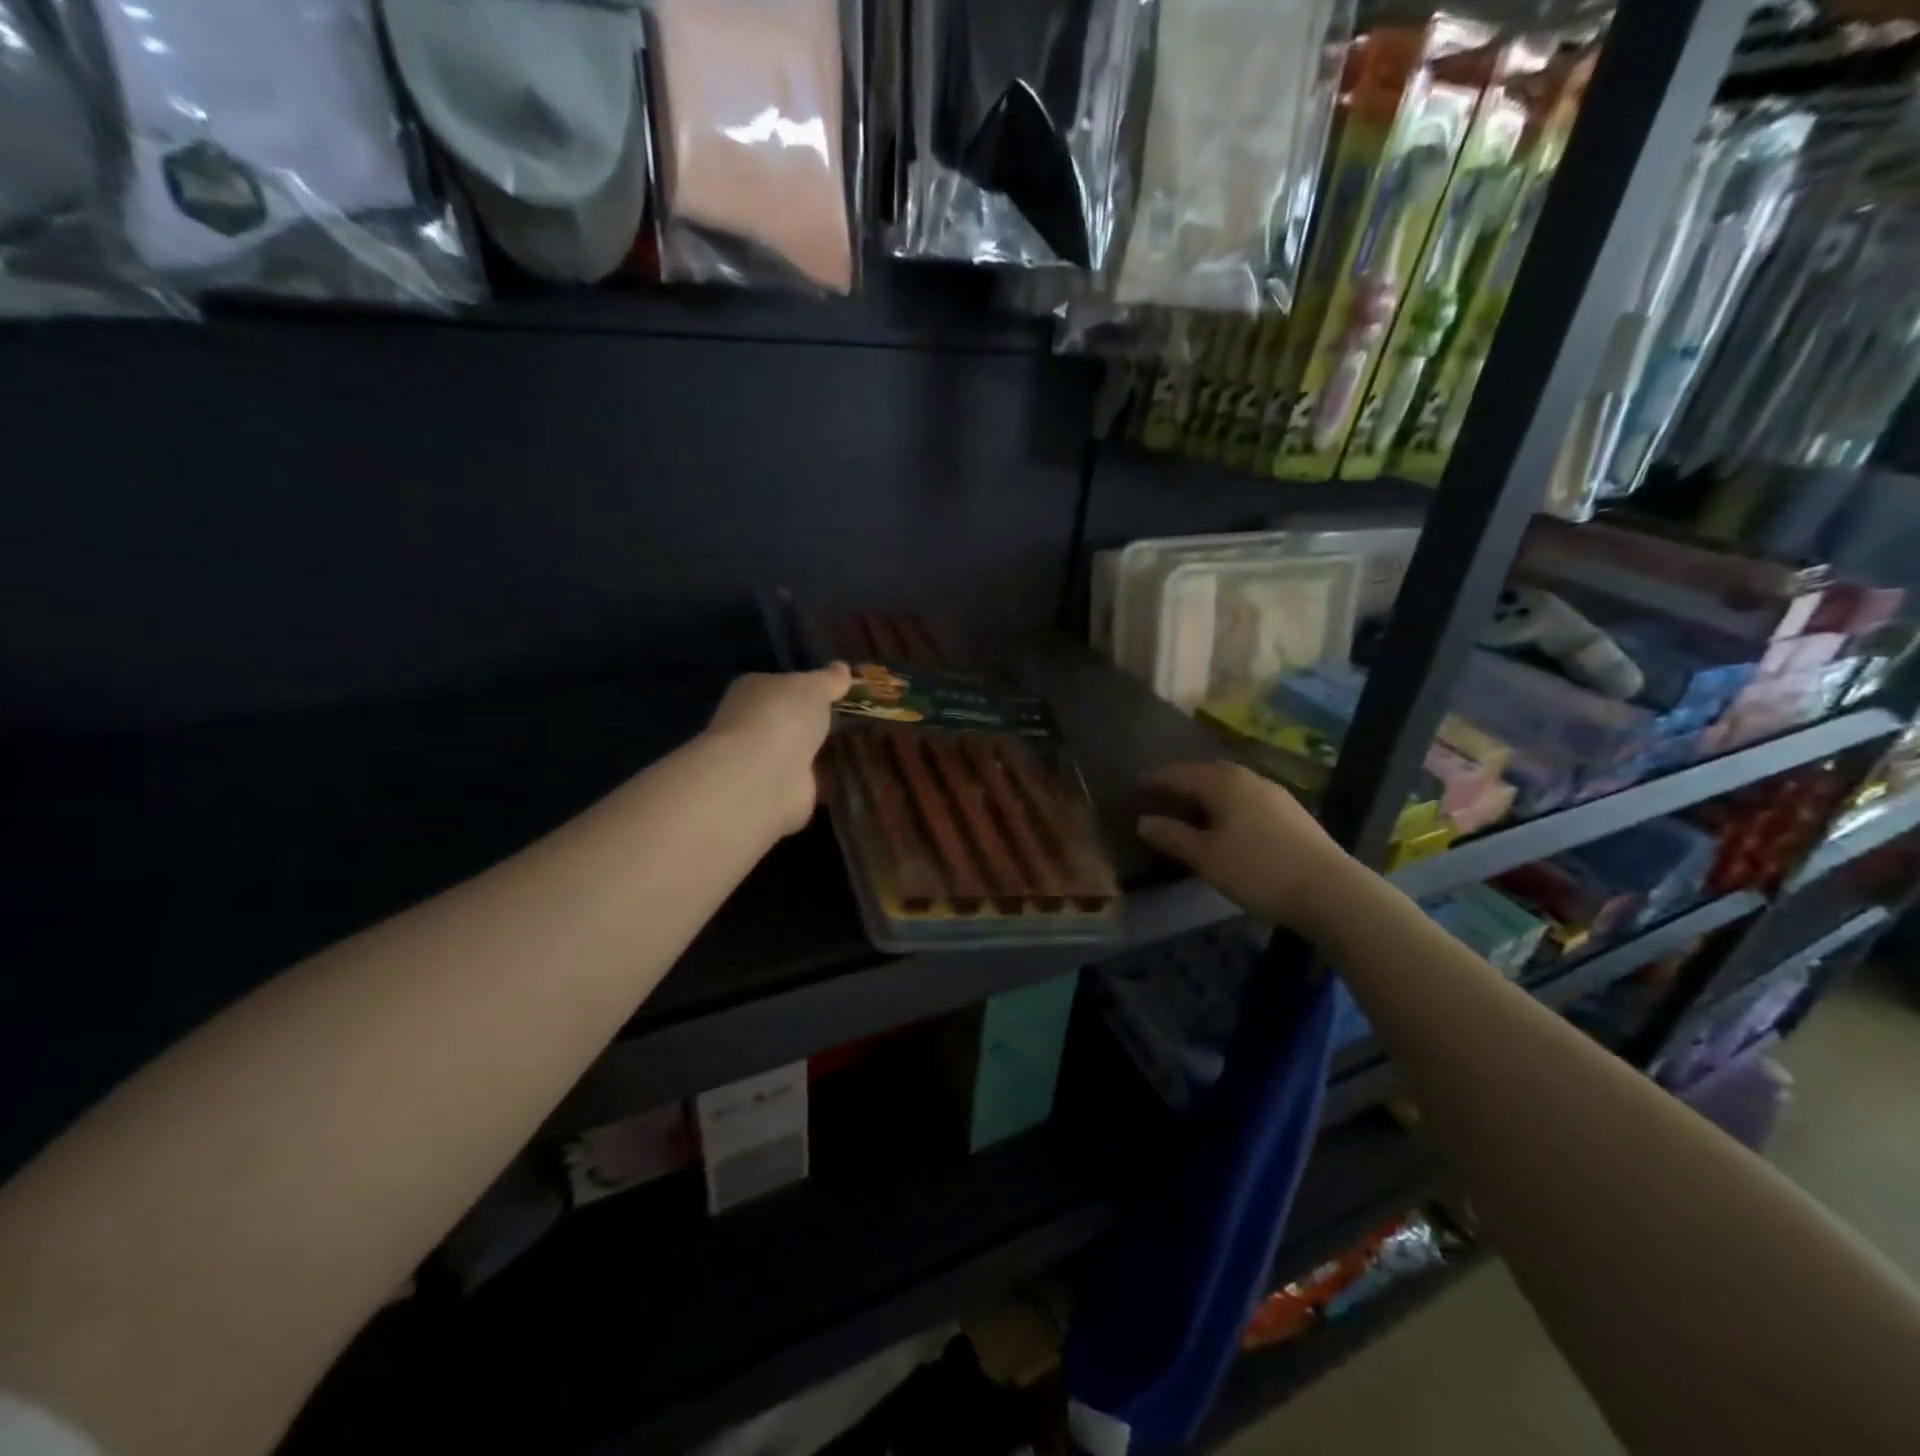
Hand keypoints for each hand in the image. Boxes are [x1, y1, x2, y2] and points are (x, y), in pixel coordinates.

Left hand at [706, 664, 851, 834]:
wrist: (762, 776)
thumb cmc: (782, 716)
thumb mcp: (814, 687)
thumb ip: (829, 680)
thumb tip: (842, 668)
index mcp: (752, 690)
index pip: (780, 684)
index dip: (807, 686)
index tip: (837, 692)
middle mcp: (750, 724)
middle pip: (787, 719)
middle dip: (811, 722)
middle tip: (851, 721)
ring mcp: (761, 761)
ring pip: (795, 751)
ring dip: (816, 752)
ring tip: (854, 747)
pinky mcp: (775, 793)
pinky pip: (804, 781)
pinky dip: (819, 781)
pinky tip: (844, 776)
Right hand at [1137, 761, 1359, 935]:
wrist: (1331, 891)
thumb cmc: (1258, 870)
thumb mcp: (1206, 857)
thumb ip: (1173, 837)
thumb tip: (1143, 821)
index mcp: (1223, 783)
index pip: (1180, 773)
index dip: (1156, 779)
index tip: (1136, 784)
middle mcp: (1249, 779)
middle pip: (1208, 773)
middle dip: (1183, 781)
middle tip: (1161, 793)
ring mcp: (1275, 795)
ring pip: (1231, 786)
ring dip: (1208, 793)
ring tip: (1191, 808)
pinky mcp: (1292, 814)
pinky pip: (1248, 799)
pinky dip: (1228, 805)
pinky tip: (1227, 824)